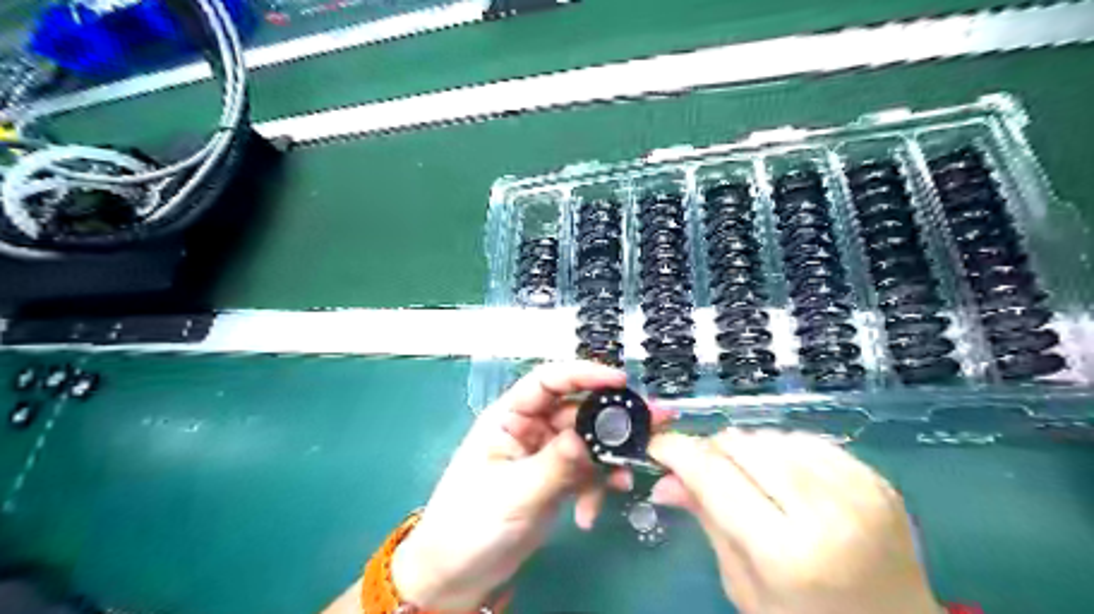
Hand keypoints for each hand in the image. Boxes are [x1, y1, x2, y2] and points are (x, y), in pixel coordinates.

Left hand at [392, 361, 631, 609]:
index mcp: (509, 417)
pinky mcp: (557, 480)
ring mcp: (545, 454)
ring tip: (625, 482)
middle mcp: (530, 429)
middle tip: (651, 425)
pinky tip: (589, 514)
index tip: (620, 380)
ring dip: (608, 460)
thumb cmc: (470, 525)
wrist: (459, 576)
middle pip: (577, 411)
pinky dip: (595, 489)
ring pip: (588, 442)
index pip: (547, 381)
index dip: (583, 374)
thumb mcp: (513, 492)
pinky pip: (587, 472)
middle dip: (611, 420)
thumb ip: (554, 463)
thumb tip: (587, 437)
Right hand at [648, 430, 939, 613]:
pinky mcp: (875, 477)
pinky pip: (805, 440)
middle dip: (711, 450)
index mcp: (788, 552)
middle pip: (742, 445)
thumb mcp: (744, 585)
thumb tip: (664, 480)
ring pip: (771, 435)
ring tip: (745, 477)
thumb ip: (706, 520)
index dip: (678, 453)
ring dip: (745, 449)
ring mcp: (857, 488)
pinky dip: (781, 450)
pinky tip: (782, 476)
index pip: (715, 477)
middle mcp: (826, 510)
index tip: (657, 446)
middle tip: (701, 469)